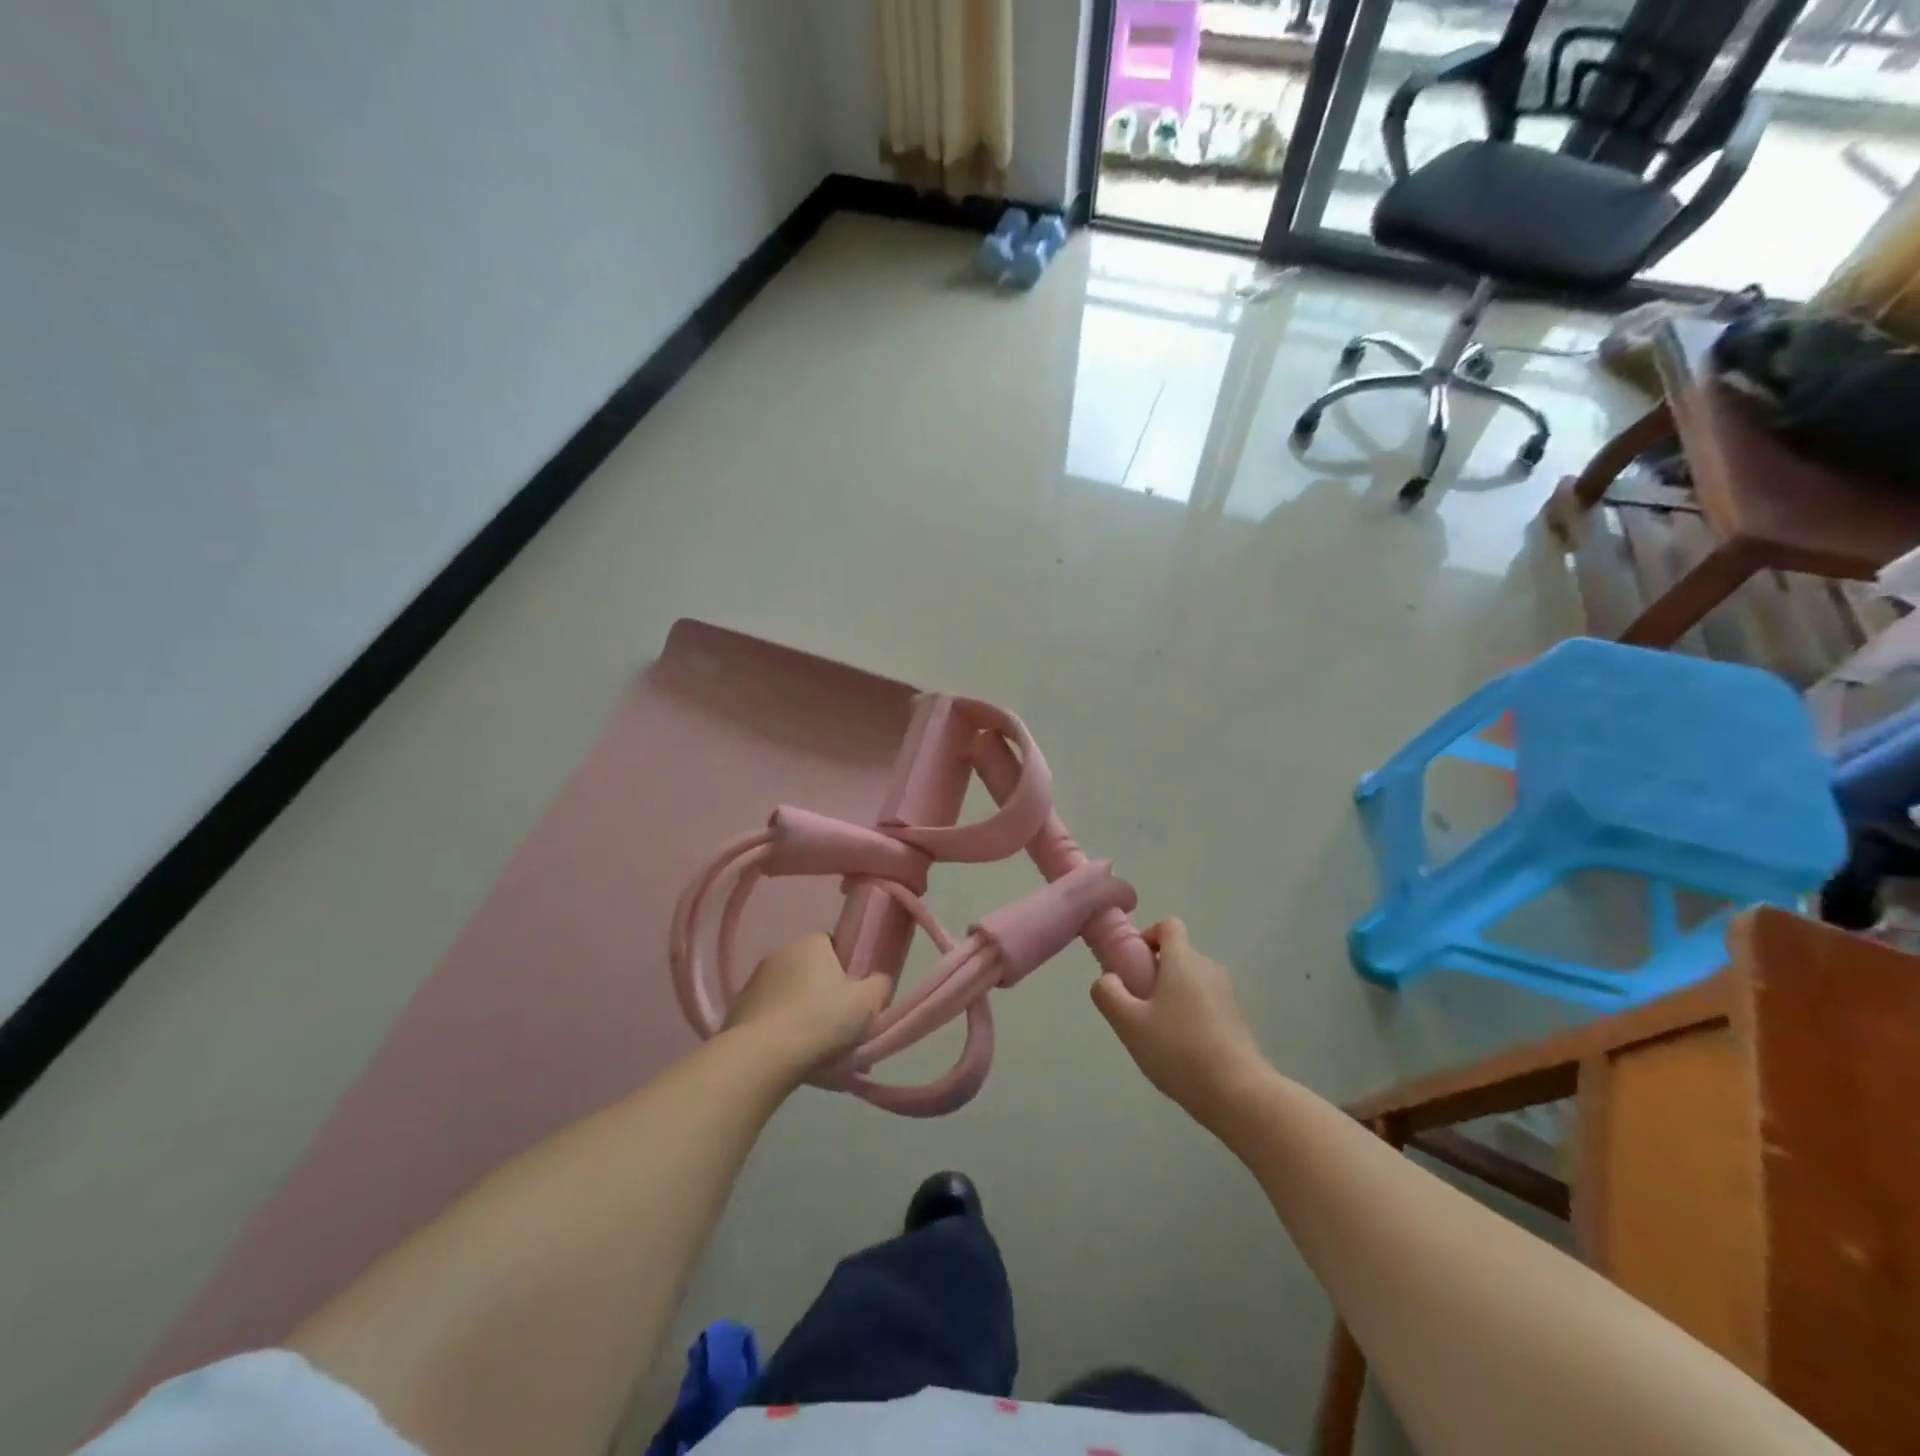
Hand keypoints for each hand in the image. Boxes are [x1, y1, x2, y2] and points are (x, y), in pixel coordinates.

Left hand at [725, 932, 890, 1076]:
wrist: (762, 1057)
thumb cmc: (821, 1020)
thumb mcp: (867, 1003)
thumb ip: (880, 986)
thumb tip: (879, 982)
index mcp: (811, 943)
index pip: (834, 946)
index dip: (847, 970)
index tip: (855, 997)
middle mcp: (781, 953)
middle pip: (812, 973)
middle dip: (826, 997)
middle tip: (841, 1029)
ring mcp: (755, 982)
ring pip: (791, 998)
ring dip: (804, 1017)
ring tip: (820, 1053)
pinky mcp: (739, 1010)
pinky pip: (772, 1018)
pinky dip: (783, 1033)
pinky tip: (794, 1059)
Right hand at [1092, 919, 1270, 1126]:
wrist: (1239, 1095)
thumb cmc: (1178, 1051)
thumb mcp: (1129, 1024)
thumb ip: (1108, 994)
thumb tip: (1107, 979)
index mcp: (1183, 961)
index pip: (1168, 926)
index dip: (1148, 936)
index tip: (1133, 964)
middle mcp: (1208, 969)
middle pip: (1178, 956)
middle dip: (1154, 974)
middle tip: (1137, 1008)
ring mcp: (1227, 995)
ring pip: (1191, 982)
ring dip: (1171, 997)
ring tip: (1157, 1035)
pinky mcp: (1237, 1020)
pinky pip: (1205, 1004)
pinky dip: (1190, 1016)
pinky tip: (1182, 1052)